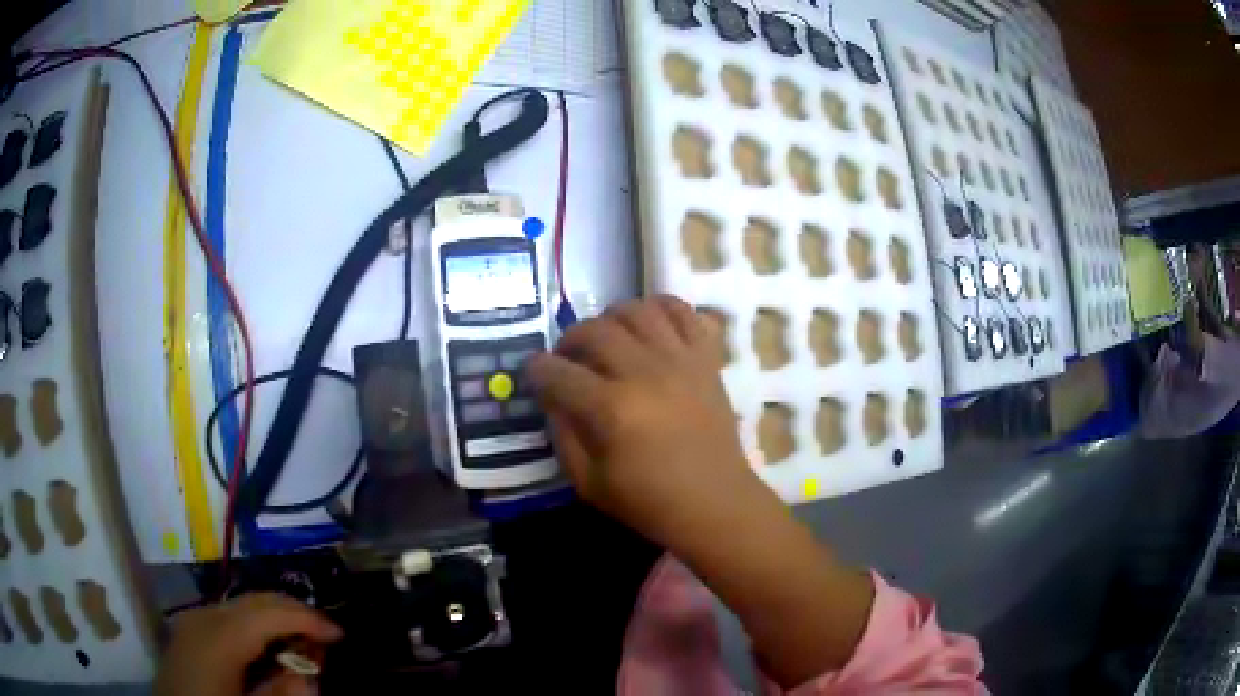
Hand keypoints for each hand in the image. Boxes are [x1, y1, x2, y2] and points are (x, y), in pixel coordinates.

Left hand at [155, 593, 341, 695]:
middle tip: (326, 636)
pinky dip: (255, 626)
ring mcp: (193, 620)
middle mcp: (204, 617)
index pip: (269, 613)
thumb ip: (283, 694)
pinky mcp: (190, 629)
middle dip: (293, 613)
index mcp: (218, 637)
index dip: (307, 619)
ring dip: (275, 619)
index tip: (340, 635)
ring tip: (301, 643)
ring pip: (242, 605)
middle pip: (255, 600)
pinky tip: (267, 649)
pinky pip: (229, 617)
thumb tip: (310, 675)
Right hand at [527, 295, 759, 549]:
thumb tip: (552, 397)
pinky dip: (664, 308)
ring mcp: (680, 360)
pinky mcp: (706, 358)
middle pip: (594, 330)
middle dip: (570, 339)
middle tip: (569, 358)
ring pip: (637, 310)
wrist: (715, 502)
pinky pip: (685, 312)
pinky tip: (651, 326)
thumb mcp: (588, 482)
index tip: (534, 372)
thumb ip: (563, 434)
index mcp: (611, 409)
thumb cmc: (649, 501)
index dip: (537, 369)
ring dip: (612, 318)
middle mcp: (644, 372)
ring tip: (609, 339)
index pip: (558, 372)